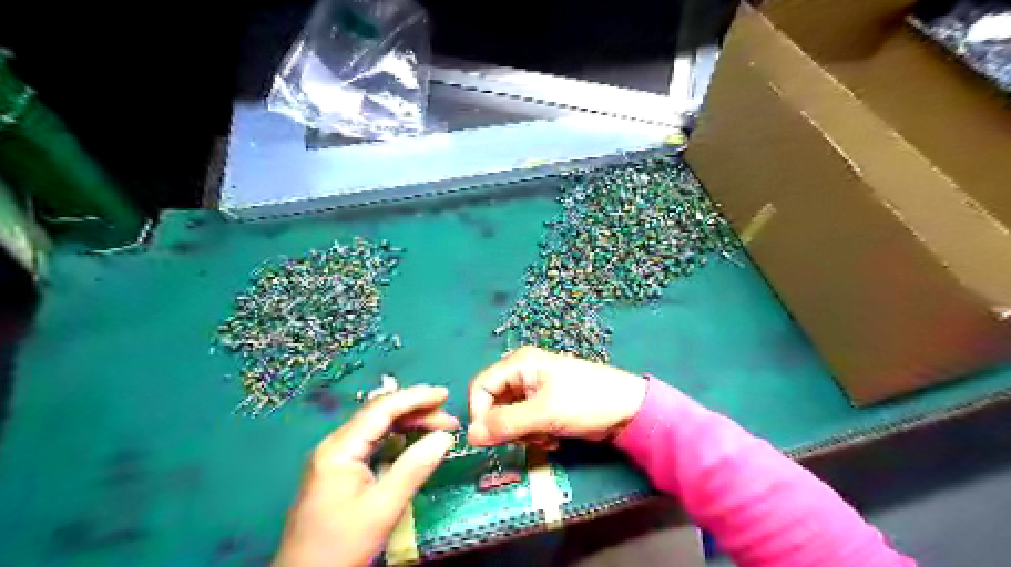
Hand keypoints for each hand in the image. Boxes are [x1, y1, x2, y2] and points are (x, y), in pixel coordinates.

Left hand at [269, 385, 456, 566]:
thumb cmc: (342, 545)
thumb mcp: (383, 508)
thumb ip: (414, 468)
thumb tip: (444, 437)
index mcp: (340, 448)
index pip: (382, 409)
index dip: (415, 398)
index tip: (445, 394)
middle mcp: (335, 445)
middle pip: (380, 415)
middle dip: (416, 412)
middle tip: (450, 420)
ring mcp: (335, 458)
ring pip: (377, 428)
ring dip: (409, 425)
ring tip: (439, 429)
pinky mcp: (339, 471)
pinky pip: (372, 444)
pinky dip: (397, 440)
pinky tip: (414, 444)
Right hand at [468, 345, 647, 447]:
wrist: (628, 410)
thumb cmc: (585, 402)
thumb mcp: (543, 414)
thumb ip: (505, 424)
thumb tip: (470, 437)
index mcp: (519, 364)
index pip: (481, 387)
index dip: (480, 413)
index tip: (489, 439)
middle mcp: (523, 373)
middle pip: (495, 404)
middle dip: (508, 426)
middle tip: (528, 437)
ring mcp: (534, 390)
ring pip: (509, 417)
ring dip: (524, 433)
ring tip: (547, 437)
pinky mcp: (545, 405)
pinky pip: (526, 423)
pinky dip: (535, 434)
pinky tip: (554, 438)